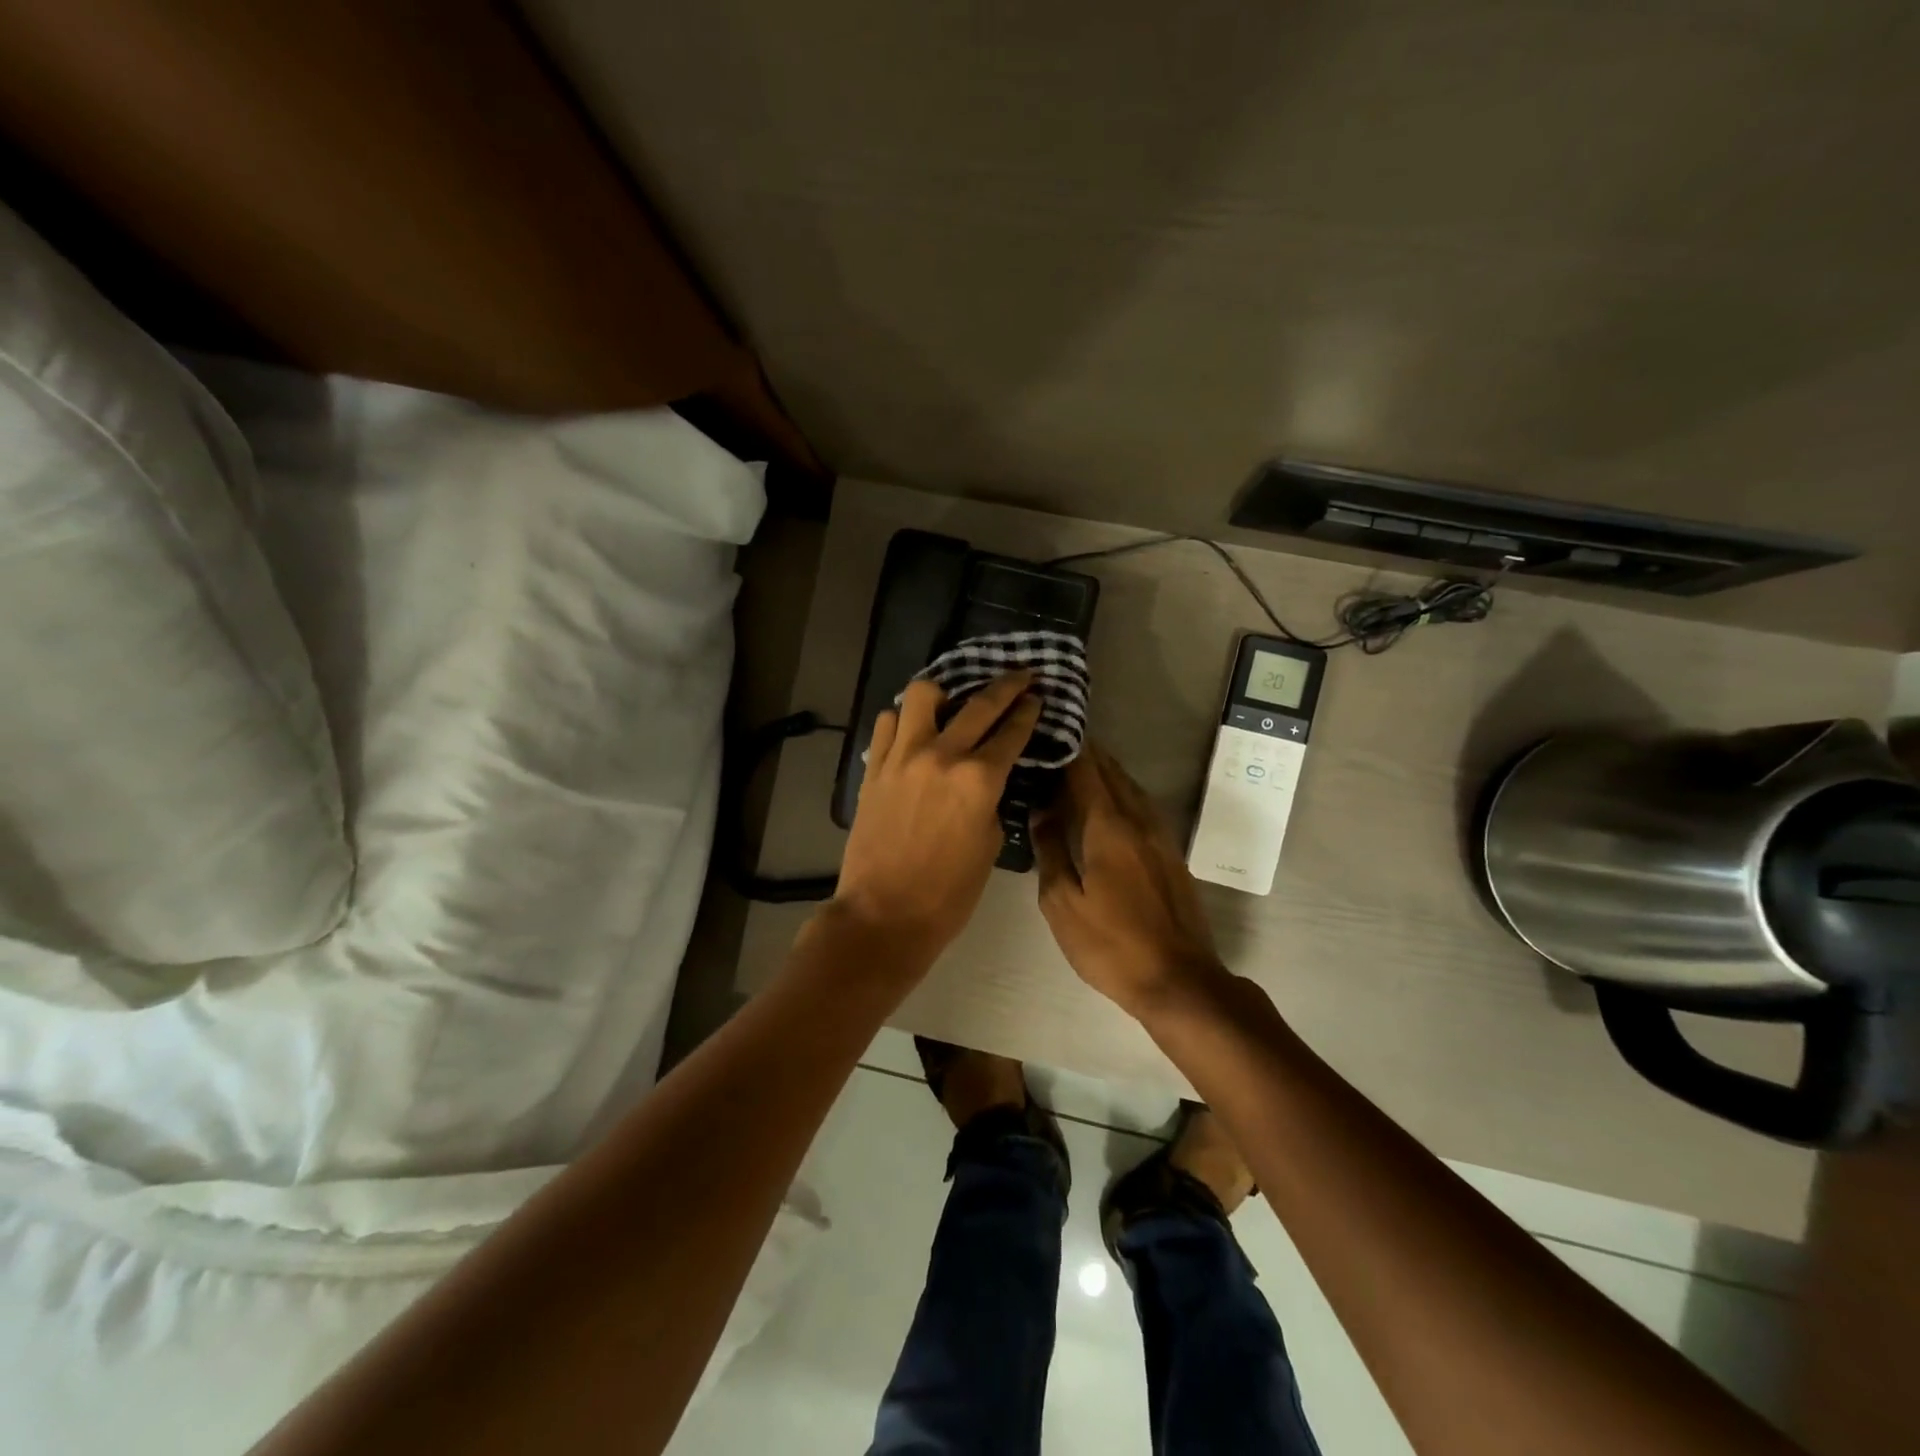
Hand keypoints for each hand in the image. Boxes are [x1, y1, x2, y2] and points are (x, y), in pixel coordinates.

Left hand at [830, 671, 1041, 963]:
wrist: (884, 914)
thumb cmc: (948, 893)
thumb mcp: (989, 844)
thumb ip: (991, 800)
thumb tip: (986, 778)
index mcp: (978, 780)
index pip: (1011, 732)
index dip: (1027, 711)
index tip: (1036, 696)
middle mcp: (942, 755)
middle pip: (979, 703)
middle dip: (1006, 685)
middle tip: (1020, 675)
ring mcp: (902, 757)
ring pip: (922, 695)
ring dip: (944, 692)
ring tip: (951, 703)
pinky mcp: (874, 768)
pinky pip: (888, 723)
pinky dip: (904, 719)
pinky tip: (913, 730)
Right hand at [1033, 744, 1226, 1017]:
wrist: (1180, 980)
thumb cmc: (1112, 945)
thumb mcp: (1063, 903)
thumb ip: (1050, 851)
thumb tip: (1040, 811)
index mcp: (1109, 827)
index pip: (1085, 771)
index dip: (1066, 749)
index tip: (1045, 733)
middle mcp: (1139, 820)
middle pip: (1111, 772)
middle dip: (1084, 754)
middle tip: (1055, 744)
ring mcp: (1161, 836)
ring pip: (1130, 787)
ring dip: (1104, 772)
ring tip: (1074, 768)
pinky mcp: (1171, 853)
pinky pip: (1141, 806)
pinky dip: (1120, 793)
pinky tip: (1105, 804)